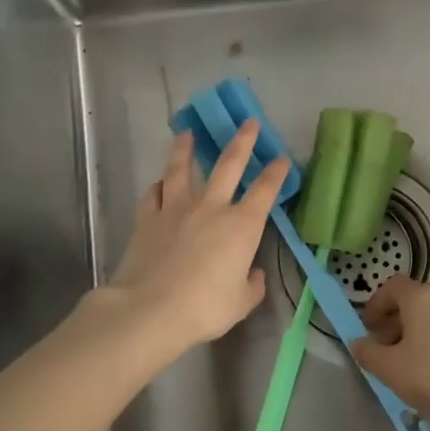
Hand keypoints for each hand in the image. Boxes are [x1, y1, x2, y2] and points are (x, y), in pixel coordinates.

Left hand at [106, 121, 288, 353]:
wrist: (151, 308)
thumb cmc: (205, 307)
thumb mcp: (242, 302)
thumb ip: (252, 284)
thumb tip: (254, 273)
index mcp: (241, 225)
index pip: (265, 190)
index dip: (276, 173)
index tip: (282, 158)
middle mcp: (211, 208)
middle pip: (229, 165)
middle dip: (242, 141)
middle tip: (248, 122)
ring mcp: (176, 209)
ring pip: (182, 169)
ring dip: (186, 149)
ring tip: (187, 133)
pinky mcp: (147, 219)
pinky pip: (153, 194)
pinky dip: (158, 186)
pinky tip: (159, 183)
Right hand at [351, 277, 429, 420]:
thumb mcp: (390, 370)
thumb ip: (368, 353)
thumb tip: (358, 343)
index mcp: (422, 297)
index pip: (392, 286)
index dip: (376, 304)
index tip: (368, 329)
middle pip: (415, 301)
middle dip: (396, 321)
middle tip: (387, 349)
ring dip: (419, 332)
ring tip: (412, 363)